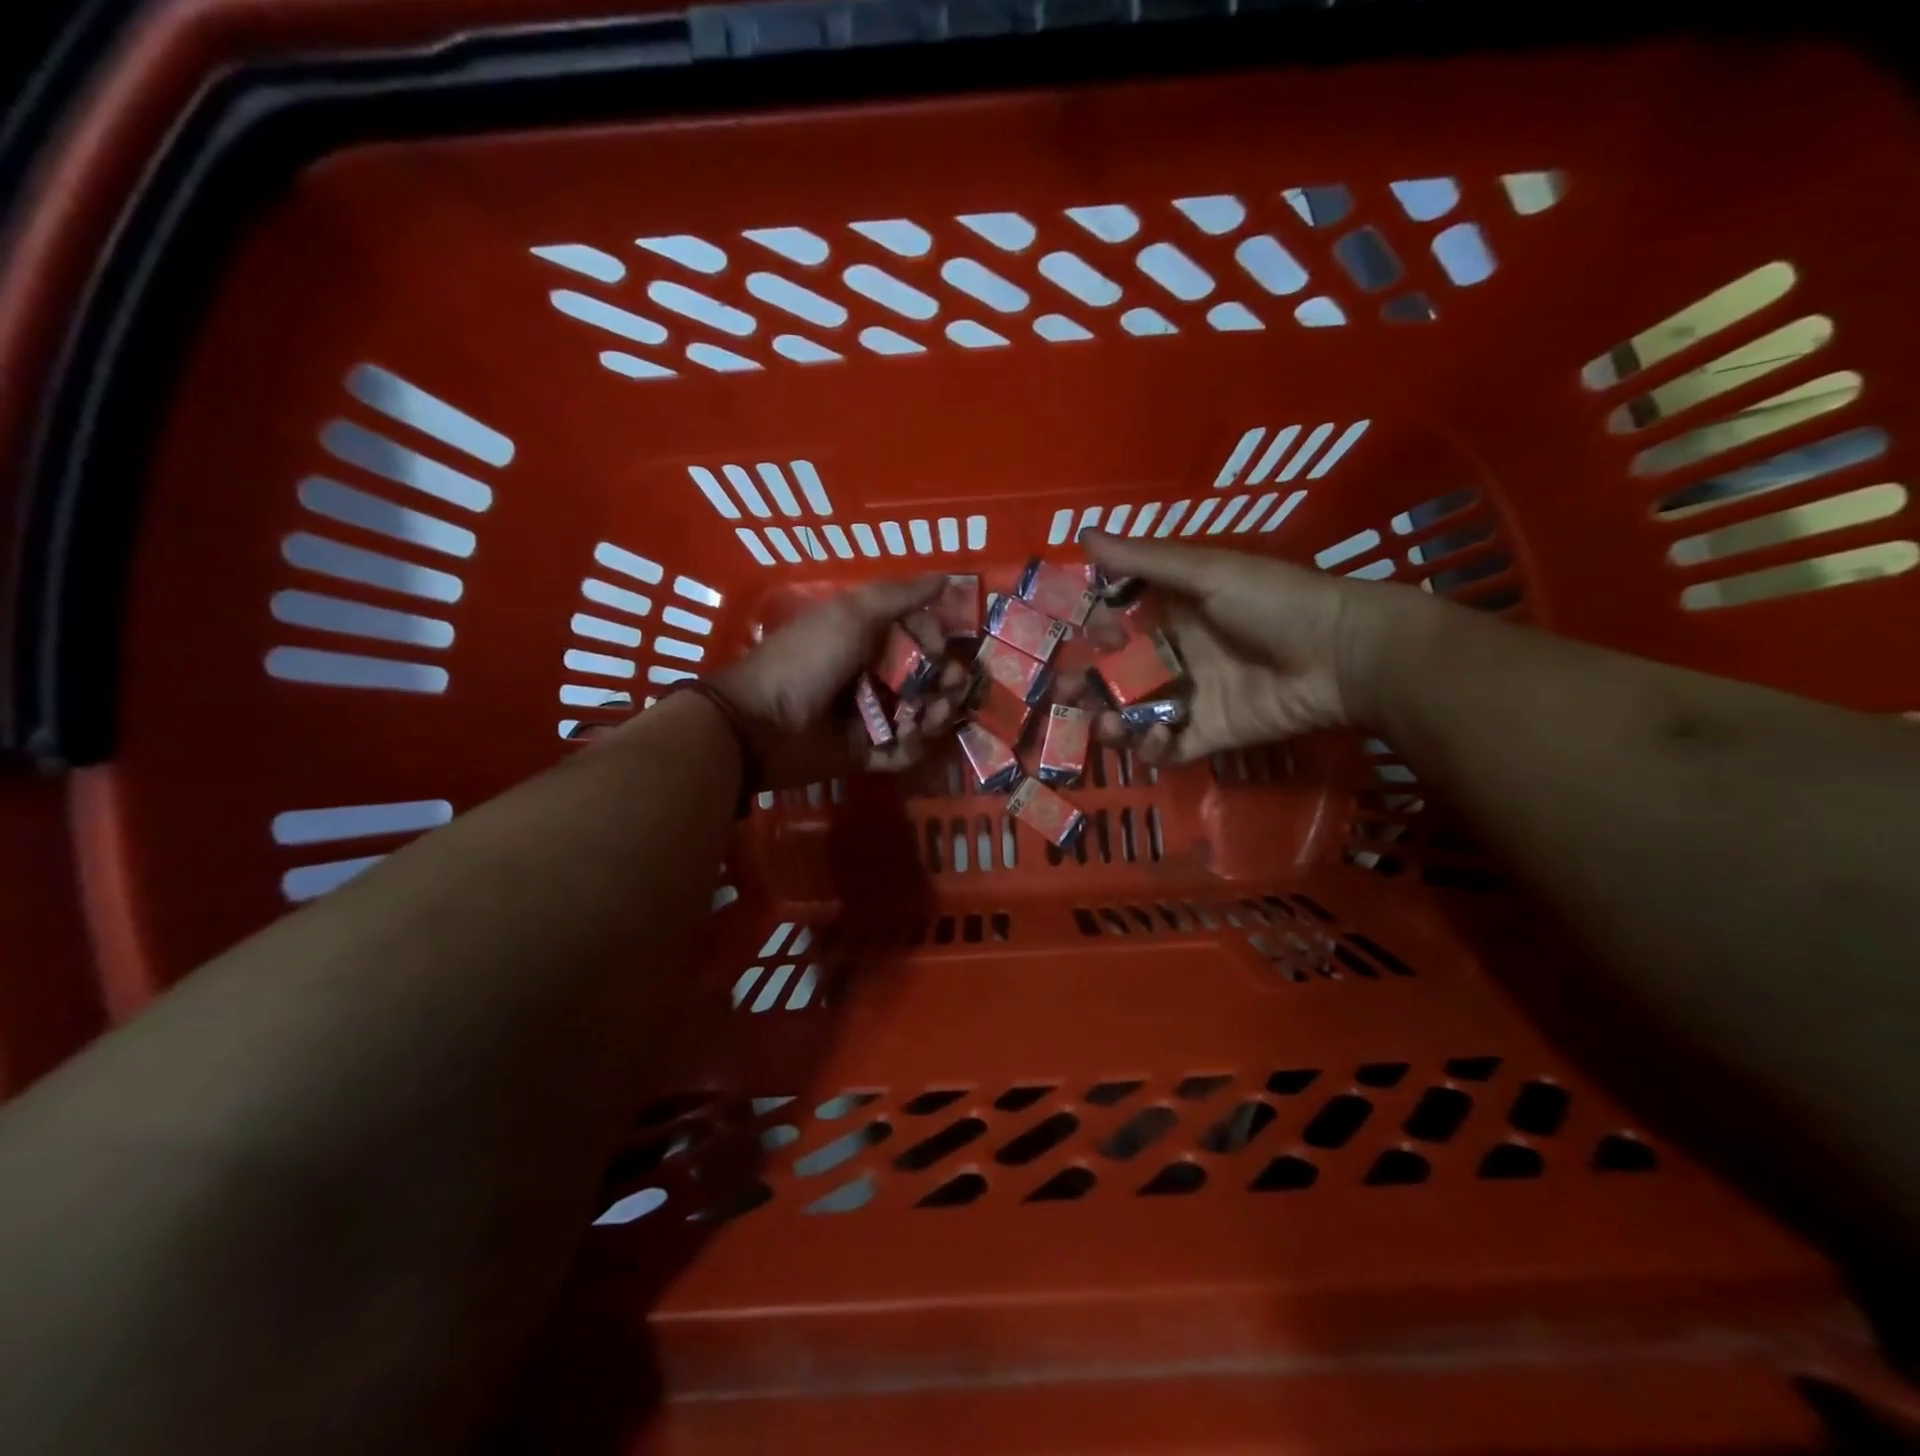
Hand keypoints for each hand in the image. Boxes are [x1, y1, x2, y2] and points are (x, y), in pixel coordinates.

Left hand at [709, 575, 967, 786]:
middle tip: (951, 688)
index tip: (941, 650)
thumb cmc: (807, 660)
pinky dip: (912, 746)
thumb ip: (900, 596)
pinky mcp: (866, 752)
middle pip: (928, 678)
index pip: (919, 636)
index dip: (937, 640)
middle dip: (947, 683)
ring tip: (927, 717)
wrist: (760, 723)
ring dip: (935, 714)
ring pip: (922, 715)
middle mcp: (873, 675)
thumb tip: (946, 578)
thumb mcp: (851, 614)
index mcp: (868, 637)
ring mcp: (871, 715)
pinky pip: (903, 751)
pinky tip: (907, 739)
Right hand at [1079, 530, 1406, 765]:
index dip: (1099, 631)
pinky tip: (1154, 738)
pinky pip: (1168, 746)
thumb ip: (1144, 561)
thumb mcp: (1208, 572)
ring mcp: (1192, 697)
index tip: (1094, 636)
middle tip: (1069, 692)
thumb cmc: (1274, 602)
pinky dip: (1153, 748)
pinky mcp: (1209, 733)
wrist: (1342, 655)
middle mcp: (1177, 655)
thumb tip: (1082, 533)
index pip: (1120, 624)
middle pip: (1119, 673)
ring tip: (1104, 725)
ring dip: (1112, 721)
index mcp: (1175, 613)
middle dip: (1090, 683)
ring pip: (1135, 714)